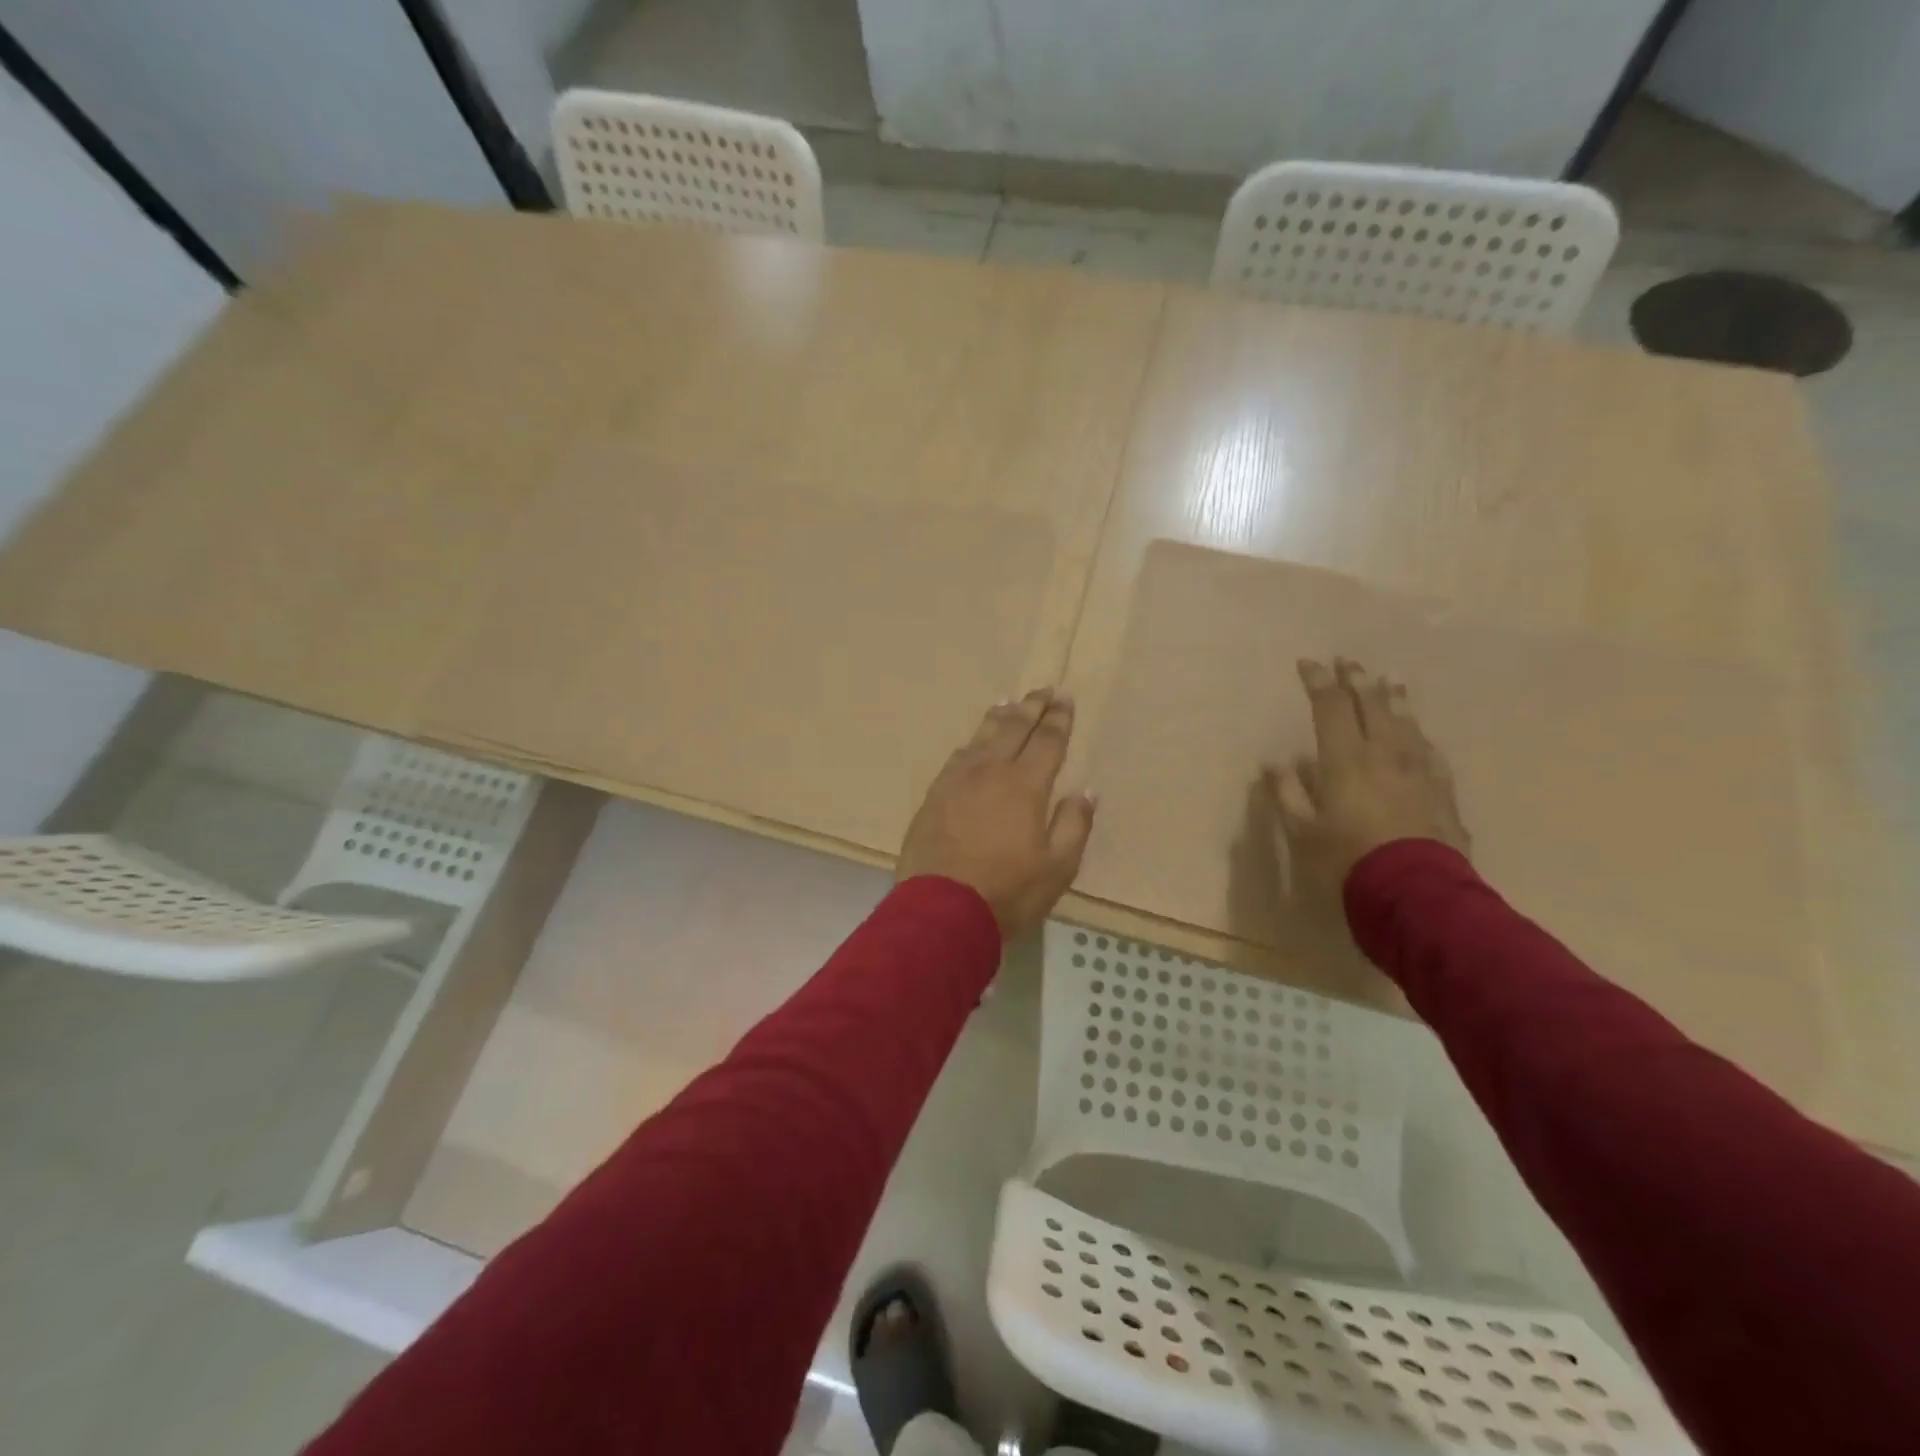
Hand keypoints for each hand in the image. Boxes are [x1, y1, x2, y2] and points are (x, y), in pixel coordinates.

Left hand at [898, 688, 1096, 939]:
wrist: (940, 909)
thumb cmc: (1008, 891)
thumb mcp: (1057, 867)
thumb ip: (1073, 825)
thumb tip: (1085, 792)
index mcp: (1025, 785)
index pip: (1047, 741)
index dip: (1058, 719)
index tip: (1065, 699)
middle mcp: (990, 771)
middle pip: (1013, 728)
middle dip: (1031, 707)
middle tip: (1042, 689)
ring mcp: (957, 781)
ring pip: (981, 737)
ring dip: (999, 717)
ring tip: (1009, 702)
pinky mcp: (934, 795)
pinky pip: (958, 756)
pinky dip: (972, 742)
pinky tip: (973, 743)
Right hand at [1265, 658, 1469, 895]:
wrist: (1415, 893)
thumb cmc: (1347, 860)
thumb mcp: (1303, 831)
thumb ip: (1288, 794)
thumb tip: (1275, 763)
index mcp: (1345, 760)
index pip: (1331, 708)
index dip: (1318, 683)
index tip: (1308, 663)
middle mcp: (1384, 755)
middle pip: (1372, 706)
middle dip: (1357, 681)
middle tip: (1349, 661)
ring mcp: (1418, 771)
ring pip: (1406, 724)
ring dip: (1394, 699)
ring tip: (1390, 681)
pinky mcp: (1442, 792)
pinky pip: (1430, 752)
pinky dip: (1420, 736)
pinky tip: (1421, 735)